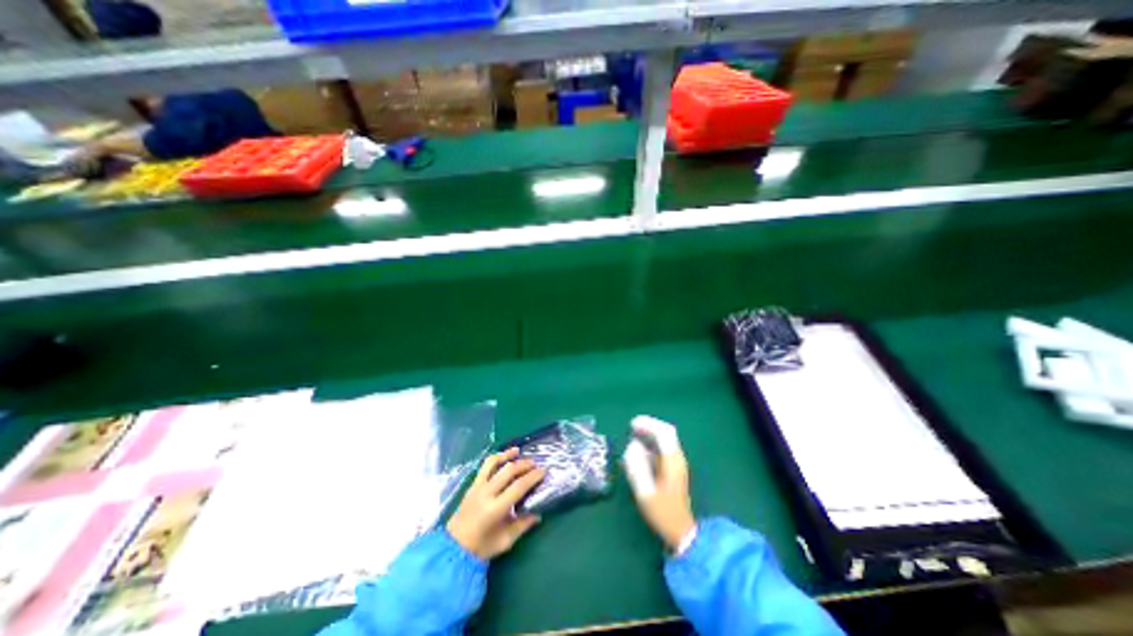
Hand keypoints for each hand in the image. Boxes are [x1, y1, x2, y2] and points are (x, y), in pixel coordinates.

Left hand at [445, 447, 546, 560]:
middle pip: (509, 470)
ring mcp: (478, 486)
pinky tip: (504, 456)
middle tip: (536, 465)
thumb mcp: (505, 541)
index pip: (518, 486)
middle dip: (524, 465)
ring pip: (494, 462)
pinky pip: (485, 466)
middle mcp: (486, 493)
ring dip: (508, 455)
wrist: (453, 549)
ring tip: (519, 452)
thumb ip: (523, 525)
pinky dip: (496, 458)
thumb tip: (538, 514)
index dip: (533, 477)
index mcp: (495, 508)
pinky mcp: (473, 484)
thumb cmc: (481, 548)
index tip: (543, 472)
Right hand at [623, 418, 694, 552]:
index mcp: (673, 462)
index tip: (632, 425)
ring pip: (665, 439)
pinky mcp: (673, 468)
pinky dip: (651, 443)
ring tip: (633, 435)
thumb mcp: (645, 492)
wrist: (681, 530)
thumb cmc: (662, 511)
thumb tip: (632, 446)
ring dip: (649, 434)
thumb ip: (637, 467)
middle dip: (649, 426)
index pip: (664, 433)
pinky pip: (662, 447)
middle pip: (666, 433)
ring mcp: (677, 463)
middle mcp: (677, 458)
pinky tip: (640, 449)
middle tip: (632, 427)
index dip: (648, 424)